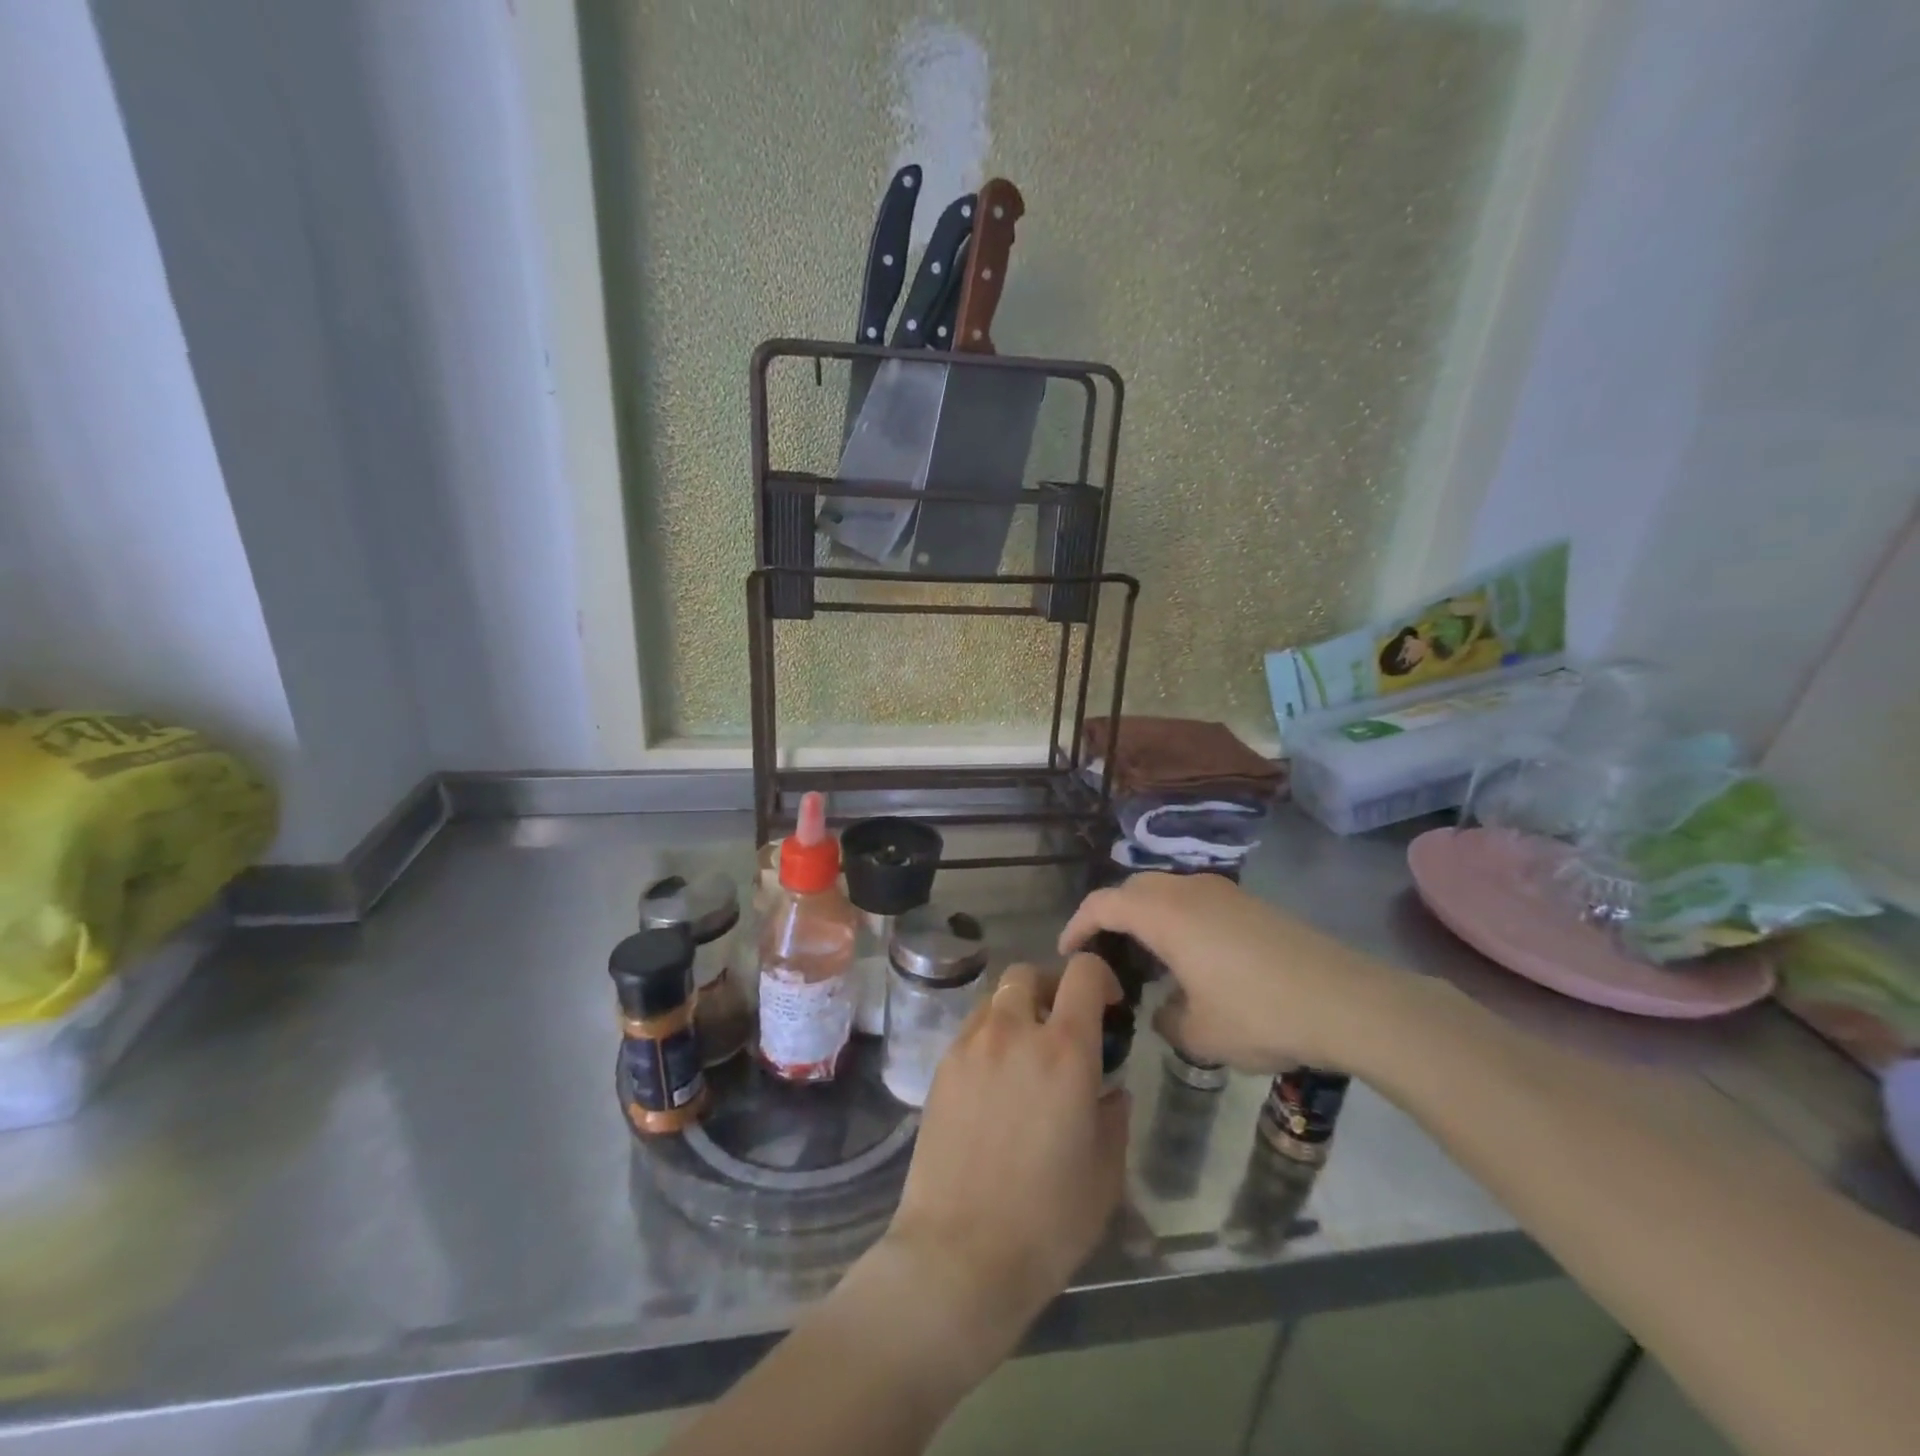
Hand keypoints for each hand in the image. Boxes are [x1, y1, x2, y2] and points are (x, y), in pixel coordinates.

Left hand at [879, 953, 1129, 1373]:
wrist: (958, 1255)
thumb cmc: (1046, 1222)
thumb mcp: (1104, 1173)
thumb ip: (1113, 1117)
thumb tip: (1110, 1090)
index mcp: (1065, 1050)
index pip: (1083, 973)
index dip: (1101, 976)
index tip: (1109, 1004)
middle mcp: (1014, 1032)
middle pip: (1028, 973)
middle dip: (1050, 987)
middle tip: (1062, 1025)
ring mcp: (970, 1046)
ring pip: (995, 999)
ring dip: (1016, 1011)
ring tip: (1026, 1055)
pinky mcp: (940, 1067)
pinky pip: (970, 1030)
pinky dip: (989, 1037)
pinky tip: (995, 1083)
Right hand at [1059, 873, 1404, 1073]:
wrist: (1347, 1001)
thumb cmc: (1260, 1014)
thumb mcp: (1199, 1033)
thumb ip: (1165, 1018)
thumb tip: (1164, 1009)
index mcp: (1165, 914)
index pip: (1103, 903)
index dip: (1077, 924)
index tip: (1067, 952)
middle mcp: (1188, 890)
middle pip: (1132, 888)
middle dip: (1110, 916)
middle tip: (1105, 955)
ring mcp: (1223, 893)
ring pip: (1166, 891)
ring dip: (1146, 915)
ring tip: (1146, 958)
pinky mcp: (1250, 904)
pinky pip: (1194, 900)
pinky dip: (1176, 919)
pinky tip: (1191, 958)